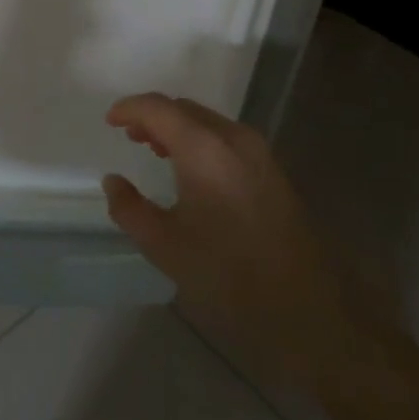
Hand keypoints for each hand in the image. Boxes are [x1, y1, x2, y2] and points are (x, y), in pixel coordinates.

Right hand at [101, 93, 364, 388]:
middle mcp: (234, 138)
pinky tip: (192, 170)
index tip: (109, 121)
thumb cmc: (230, 277)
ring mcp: (260, 153)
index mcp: (204, 149)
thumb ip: (130, 209)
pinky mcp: (274, 171)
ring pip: (209, 122)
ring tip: (155, 149)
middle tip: (129, 136)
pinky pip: (227, 138)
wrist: (310, 311)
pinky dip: (202, 140)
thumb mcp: (166, 248)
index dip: (129, 108)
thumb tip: (113, 181)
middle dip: (154, 116)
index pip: (159, 108)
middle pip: (185, 109)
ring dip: (179, 128)